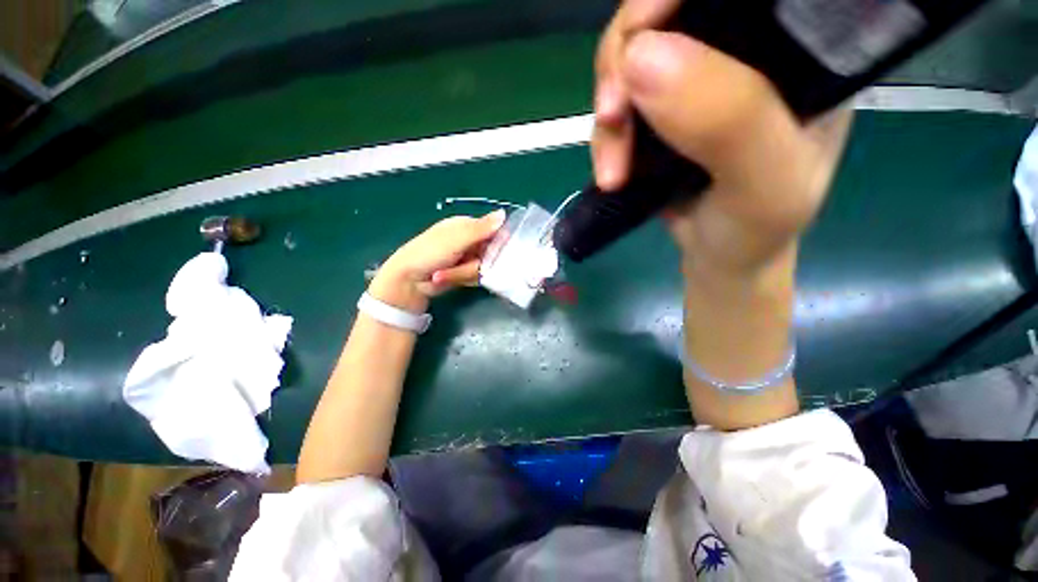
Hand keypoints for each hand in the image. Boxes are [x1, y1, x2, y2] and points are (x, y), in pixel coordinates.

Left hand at [369, 210, 506, 312]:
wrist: (408, 281)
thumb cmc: (428, 254)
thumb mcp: (455, 239)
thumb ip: (480, 229)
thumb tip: (504, 213)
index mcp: (466, 225)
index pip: (495, 230)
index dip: (497, 243)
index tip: (491, 253)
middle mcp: (470, 240)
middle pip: (492, 253)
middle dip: (478, 263)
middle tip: (462, 263)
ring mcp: (468, 257)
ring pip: (485, 267)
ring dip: (467, 272)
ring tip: (448, 272)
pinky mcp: (465, 272)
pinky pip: (478, 276)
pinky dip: (464, 278)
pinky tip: (450, 278)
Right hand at [592, 0, 851, 275]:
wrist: (722, 255)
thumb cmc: (758, 227)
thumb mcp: (765, 183)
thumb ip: (729, 120)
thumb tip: (641, 57)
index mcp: (800, 45)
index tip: (641, 32)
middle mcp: (747, 48)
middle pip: (670, 11)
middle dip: (625, 58)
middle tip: (613, 116)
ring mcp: (697, 79)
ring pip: (631, 57)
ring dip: (609, 110)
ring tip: (612, 169)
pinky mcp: (660, 111)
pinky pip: (618, 102)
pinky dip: (604, 136)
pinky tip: (610, 173)